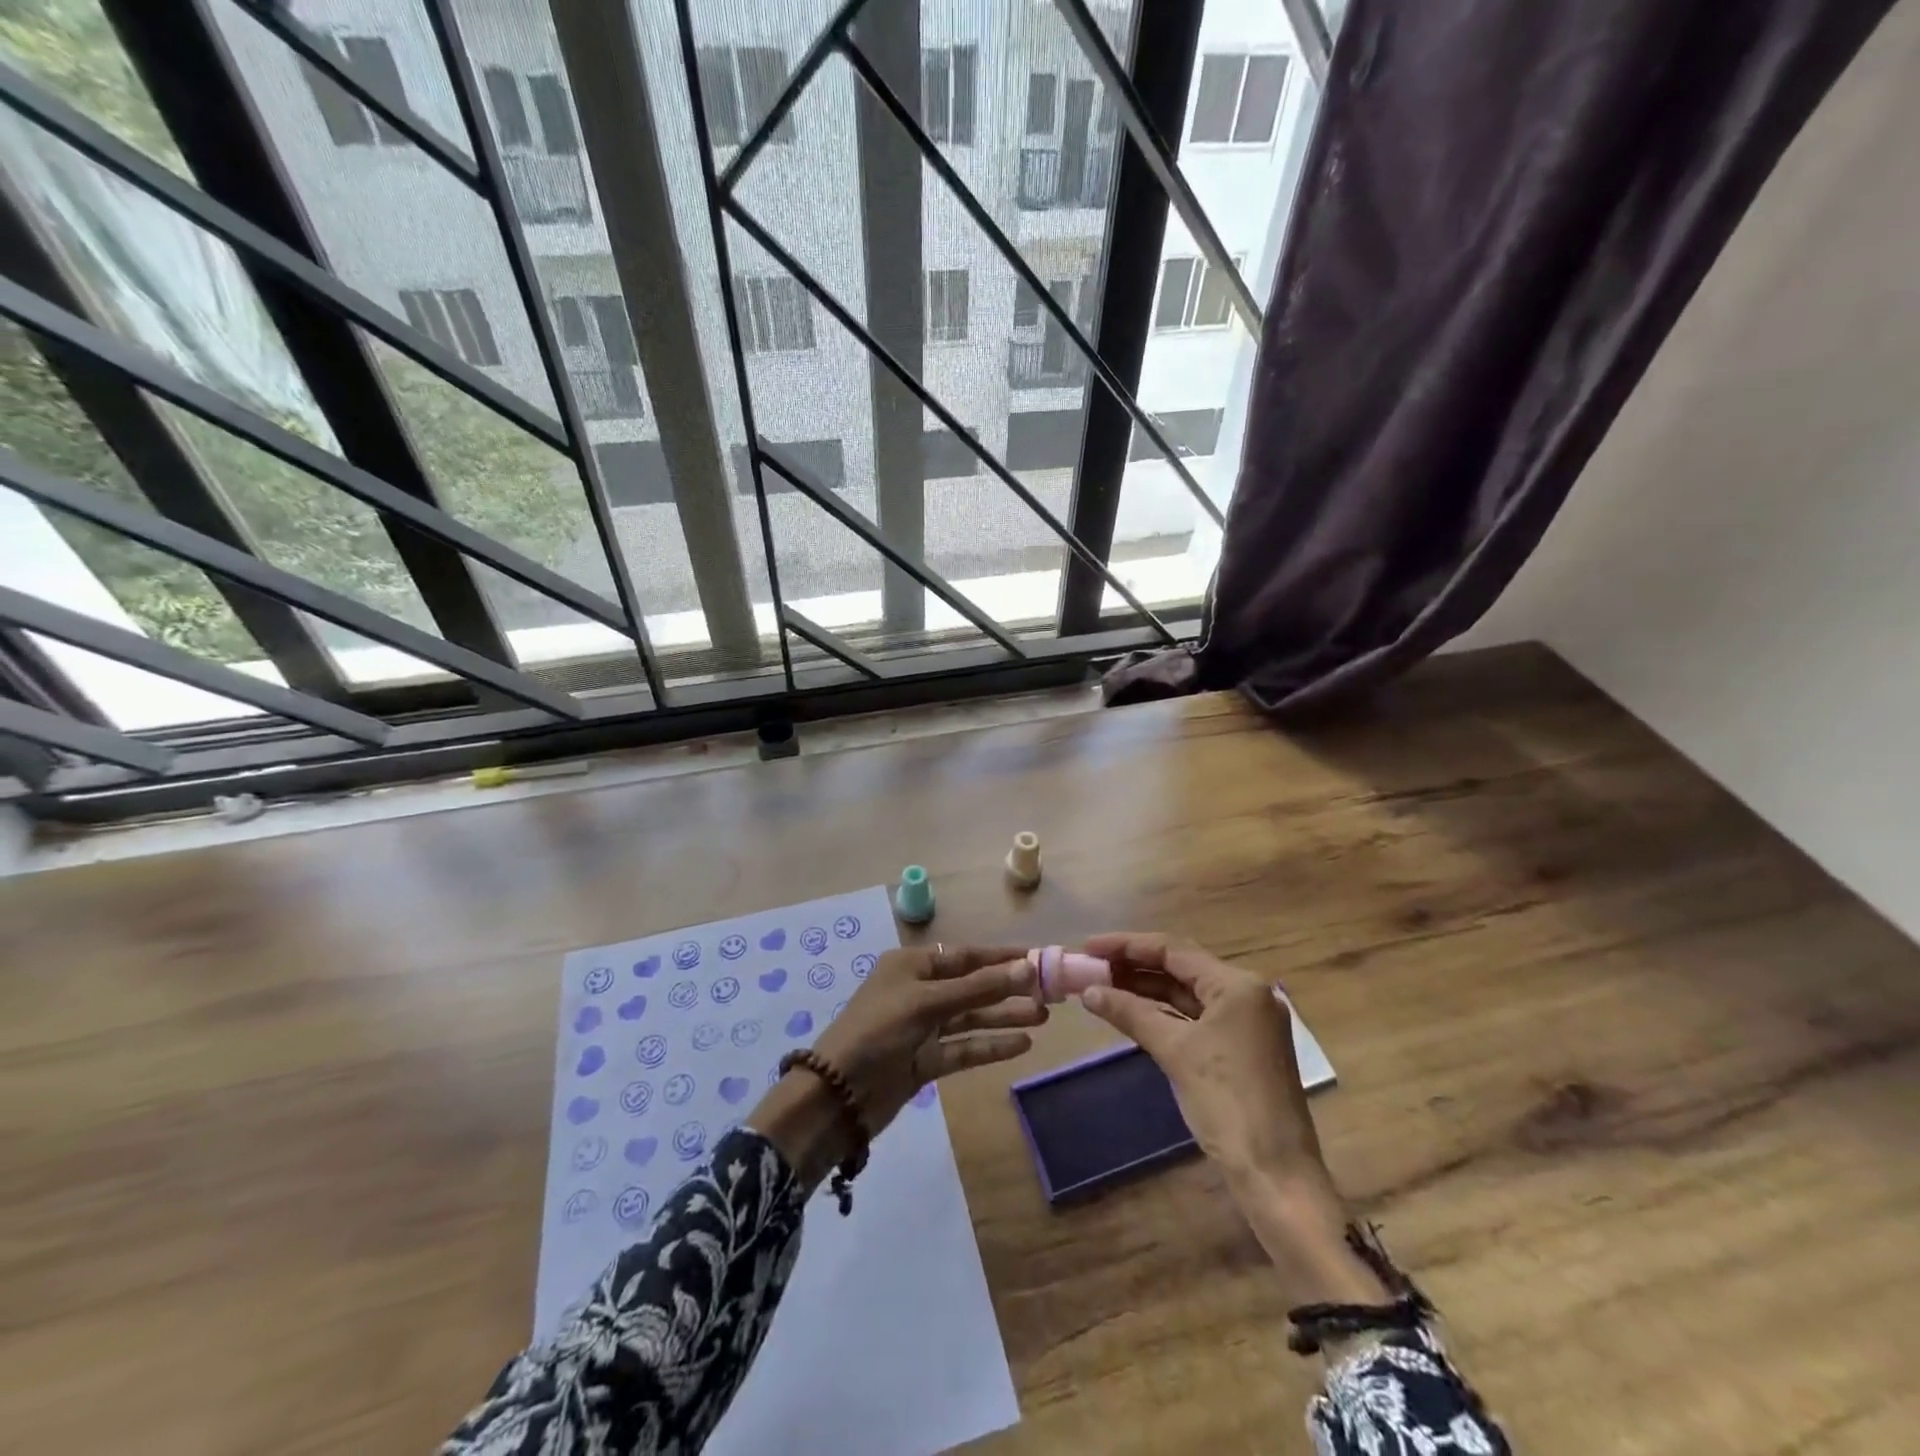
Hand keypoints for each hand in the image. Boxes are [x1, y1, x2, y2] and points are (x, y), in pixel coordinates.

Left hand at [815, 943, 1043, 1129]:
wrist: (836, 1096)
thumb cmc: (877, 1032)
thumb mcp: (926, 1003)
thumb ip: (977, 987)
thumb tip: (1026, 966)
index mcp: (912, 966)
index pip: (965, 956)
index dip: (1001, 957)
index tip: (1038, 958)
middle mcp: (919, 991)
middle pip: (972, 986)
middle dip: (1008, 988)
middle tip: (1049, 991)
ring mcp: (923, 1028)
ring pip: (972, 1017)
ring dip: (1004, 1016)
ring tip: (1044, 1016)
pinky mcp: (926, 1060)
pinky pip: (965, 1047)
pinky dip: (991, 1045)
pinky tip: (1022, 1044)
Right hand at [1080, 933, 1388, 1306]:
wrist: (1276, 1175)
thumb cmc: (1228, 1104)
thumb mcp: (1175, 1052)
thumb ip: (1130, 1013)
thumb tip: (1088, 992)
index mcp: (1238, 985)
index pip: (1173, 949)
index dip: (1126, 945)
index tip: (1088, 946)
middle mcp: (1246, 993)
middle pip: (1180, 966)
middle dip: (1134, 965)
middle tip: (1091, 966)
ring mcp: (1246, 1021)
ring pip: (1186, 992)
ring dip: (1146, 988)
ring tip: (1102, 985)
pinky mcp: (1241, 1046)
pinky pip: (1195, 1016)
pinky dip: (1163, 1012)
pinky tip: (1132, 1012)